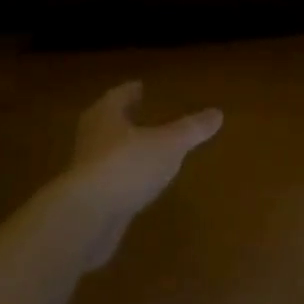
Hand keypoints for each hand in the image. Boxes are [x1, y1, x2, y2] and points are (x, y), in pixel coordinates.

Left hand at [69, 81, 222, 217]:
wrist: (87, 216)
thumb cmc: (127, 165)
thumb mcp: (169, 144)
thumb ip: (191, 129)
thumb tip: (218, 113)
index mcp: (106, 115)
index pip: (119, 95)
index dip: (131, 91)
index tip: (140, 86)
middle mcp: (91, 137)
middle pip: (107, 121)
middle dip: (124, 117)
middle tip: (140, 112)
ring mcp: (86, 169)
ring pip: (106, 150)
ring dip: (123, 147)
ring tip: (144, 148)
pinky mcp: (88, 198)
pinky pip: (109, 179)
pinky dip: (123, 176)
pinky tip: (137, 182)